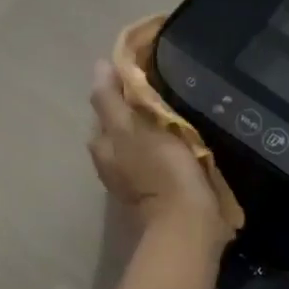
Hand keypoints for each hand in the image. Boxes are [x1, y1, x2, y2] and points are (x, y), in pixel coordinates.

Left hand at [88, 59, 225, 244]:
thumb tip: (98, 66)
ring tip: (178, 108)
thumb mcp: (131, 129)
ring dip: (155, 126)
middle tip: (166, 87)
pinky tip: (185, 137)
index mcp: (102, 146)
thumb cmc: (160, 169)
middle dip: (138, 107)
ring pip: (141, 141)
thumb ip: (112, 100)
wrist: (189, 222)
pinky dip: (167, 144)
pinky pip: (159, 157)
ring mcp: (136, 179)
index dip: (120, 86)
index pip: (105, 105)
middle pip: (122, 124)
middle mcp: (112, 163)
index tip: (145, 69)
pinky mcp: (161, 190)